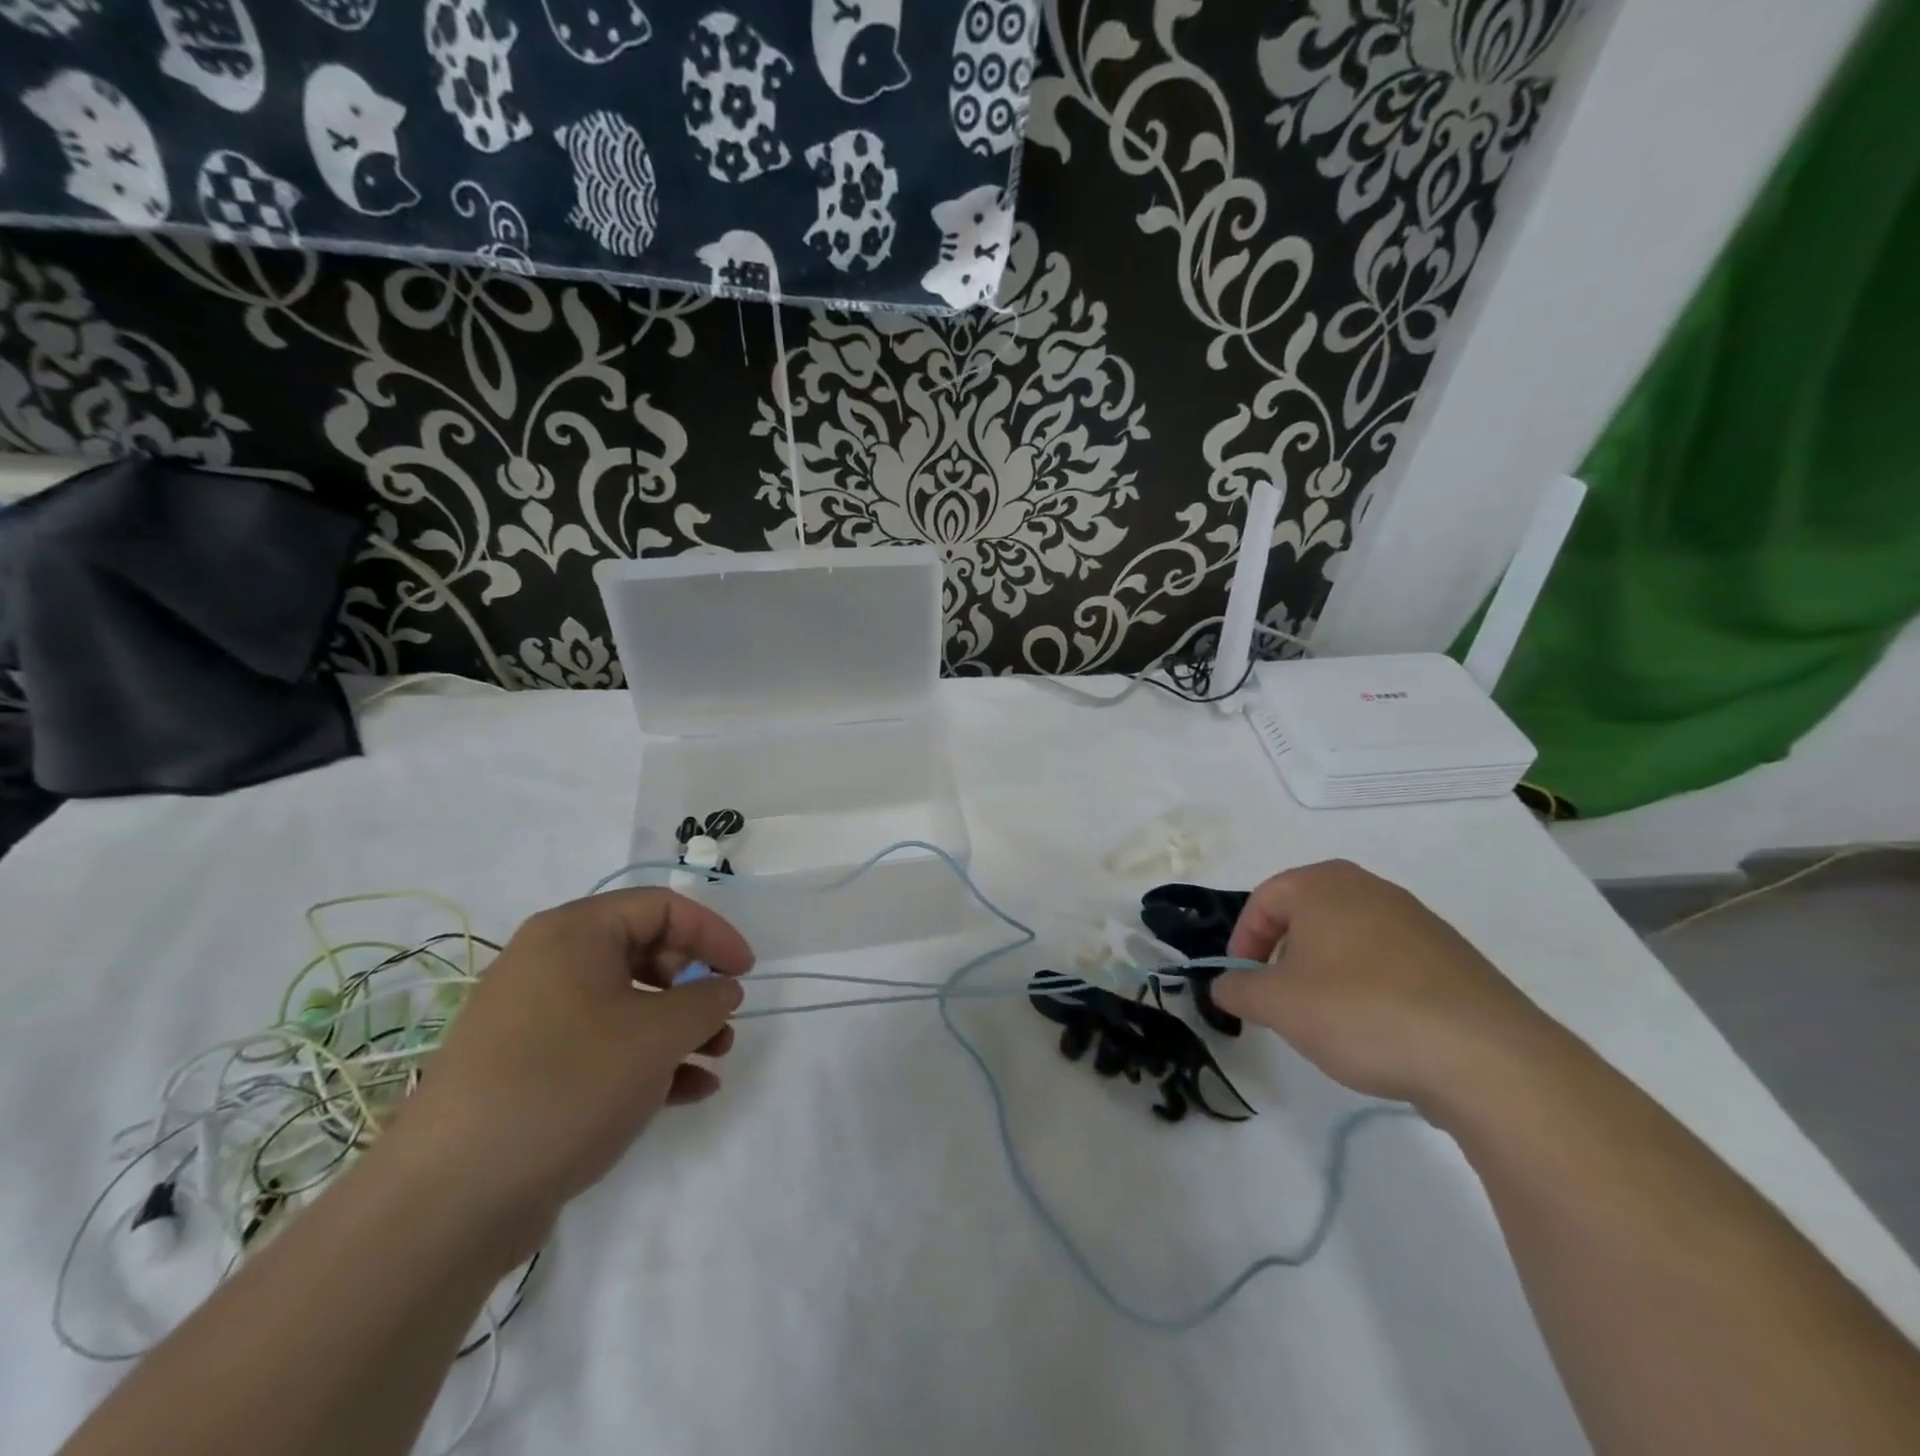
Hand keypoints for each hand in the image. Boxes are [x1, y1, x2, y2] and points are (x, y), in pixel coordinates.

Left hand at [380, 889, 753, 1266]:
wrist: (450, 1198)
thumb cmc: (568, 1084)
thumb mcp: (658, 1035)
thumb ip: (706, 1001)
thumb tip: (722, 990)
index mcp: (574, 933)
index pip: (663, 907)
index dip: (713, 934)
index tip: (746, 972)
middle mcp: (549, 964)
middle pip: (645, 952)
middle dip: (695, 986)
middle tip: (722, 1020)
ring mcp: (535, 1019)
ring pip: (627, 1004)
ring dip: (678, 1028)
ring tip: (714, 1060)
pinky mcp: (530, 1069)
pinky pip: (603, 1046)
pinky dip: (647, 1061)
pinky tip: (688, 1092)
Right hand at [1210, 860, 1559, 1111]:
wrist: (1486, 1058)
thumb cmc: (1361, 1012)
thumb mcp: (1278, 1005)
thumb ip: (1238, 989)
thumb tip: (1226, 985)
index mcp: (1324, 884)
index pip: (1264, 900)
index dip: (1242, 941)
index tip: (1241, 983)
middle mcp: (1371, 889)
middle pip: (1307, 916)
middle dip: (1284, 958)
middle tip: (1279, 1000)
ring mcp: (1418, 921)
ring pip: (1348, 940)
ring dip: (1326, 974)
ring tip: (1328, 1023)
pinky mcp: (1452, 959)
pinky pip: (1390, 964)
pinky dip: (1369, 989)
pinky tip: (1378, 1032)